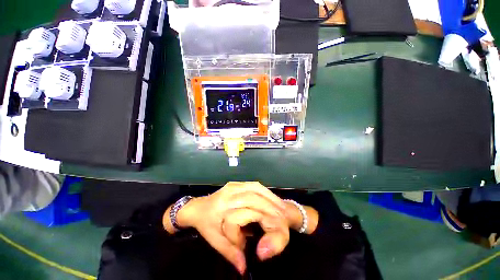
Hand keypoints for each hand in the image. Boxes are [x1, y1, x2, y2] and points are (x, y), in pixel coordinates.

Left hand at [174, 182, 287, 273]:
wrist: (198, 207)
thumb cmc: (206, 224)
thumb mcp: (214, 241)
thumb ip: (230, 253)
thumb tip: (244, 268)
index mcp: (223, 208)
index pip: (246, 213)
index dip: (261, 221)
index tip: (276, 226)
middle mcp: (230, 193)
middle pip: (254, 198)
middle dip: (271, 207)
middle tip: (284, 216)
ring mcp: (234, 185)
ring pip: (256, 188)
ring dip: (270, 197)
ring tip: (281, 206)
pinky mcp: (236, 182)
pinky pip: (254, 184)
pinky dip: (264, 191)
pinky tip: (271, 196)